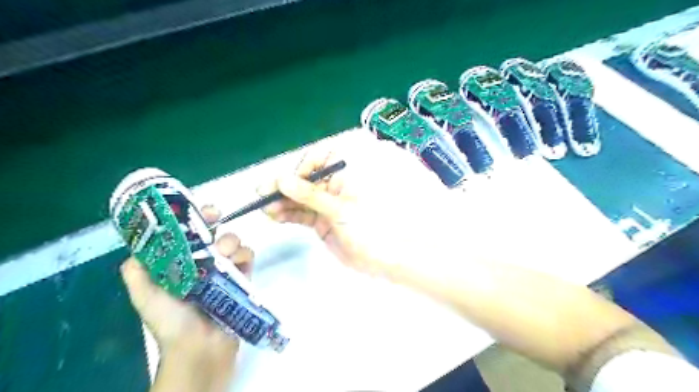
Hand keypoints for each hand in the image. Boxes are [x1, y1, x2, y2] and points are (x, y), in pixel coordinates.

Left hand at [120, 206, 253, 390]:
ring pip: (232, 241)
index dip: (194, 219)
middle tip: (217, 223)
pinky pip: (248, 256)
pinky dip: (245, 254)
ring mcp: (225, 269)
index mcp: (181, 264)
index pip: (189, 234)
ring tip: (225, 253)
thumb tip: (141, 242)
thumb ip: (138, 271)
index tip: (201, 212)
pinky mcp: (243, 277)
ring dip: (231, 240)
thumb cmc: (172, 322)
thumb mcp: (146, 296)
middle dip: (216, 223)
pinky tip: (238, 261)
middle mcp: (203, 263)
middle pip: (213, 232)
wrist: (201, 348)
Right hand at [260, 130, 449, 273]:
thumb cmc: (368, 228)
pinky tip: (274, 216)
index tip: (292, 180)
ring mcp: (326, 204)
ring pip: (299, 198)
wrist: (382, 259)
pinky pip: (301, 214)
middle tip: (263, 193)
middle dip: (285, 186)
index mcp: (346, 175)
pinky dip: (287, 214)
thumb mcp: (339, 209)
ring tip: (266, 209)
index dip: (304, 166)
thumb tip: (283, 179)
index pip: (321, 159)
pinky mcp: (320, 221)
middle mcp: (334, 186)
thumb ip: (310, 195)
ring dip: (282, 202)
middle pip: (305, 180)